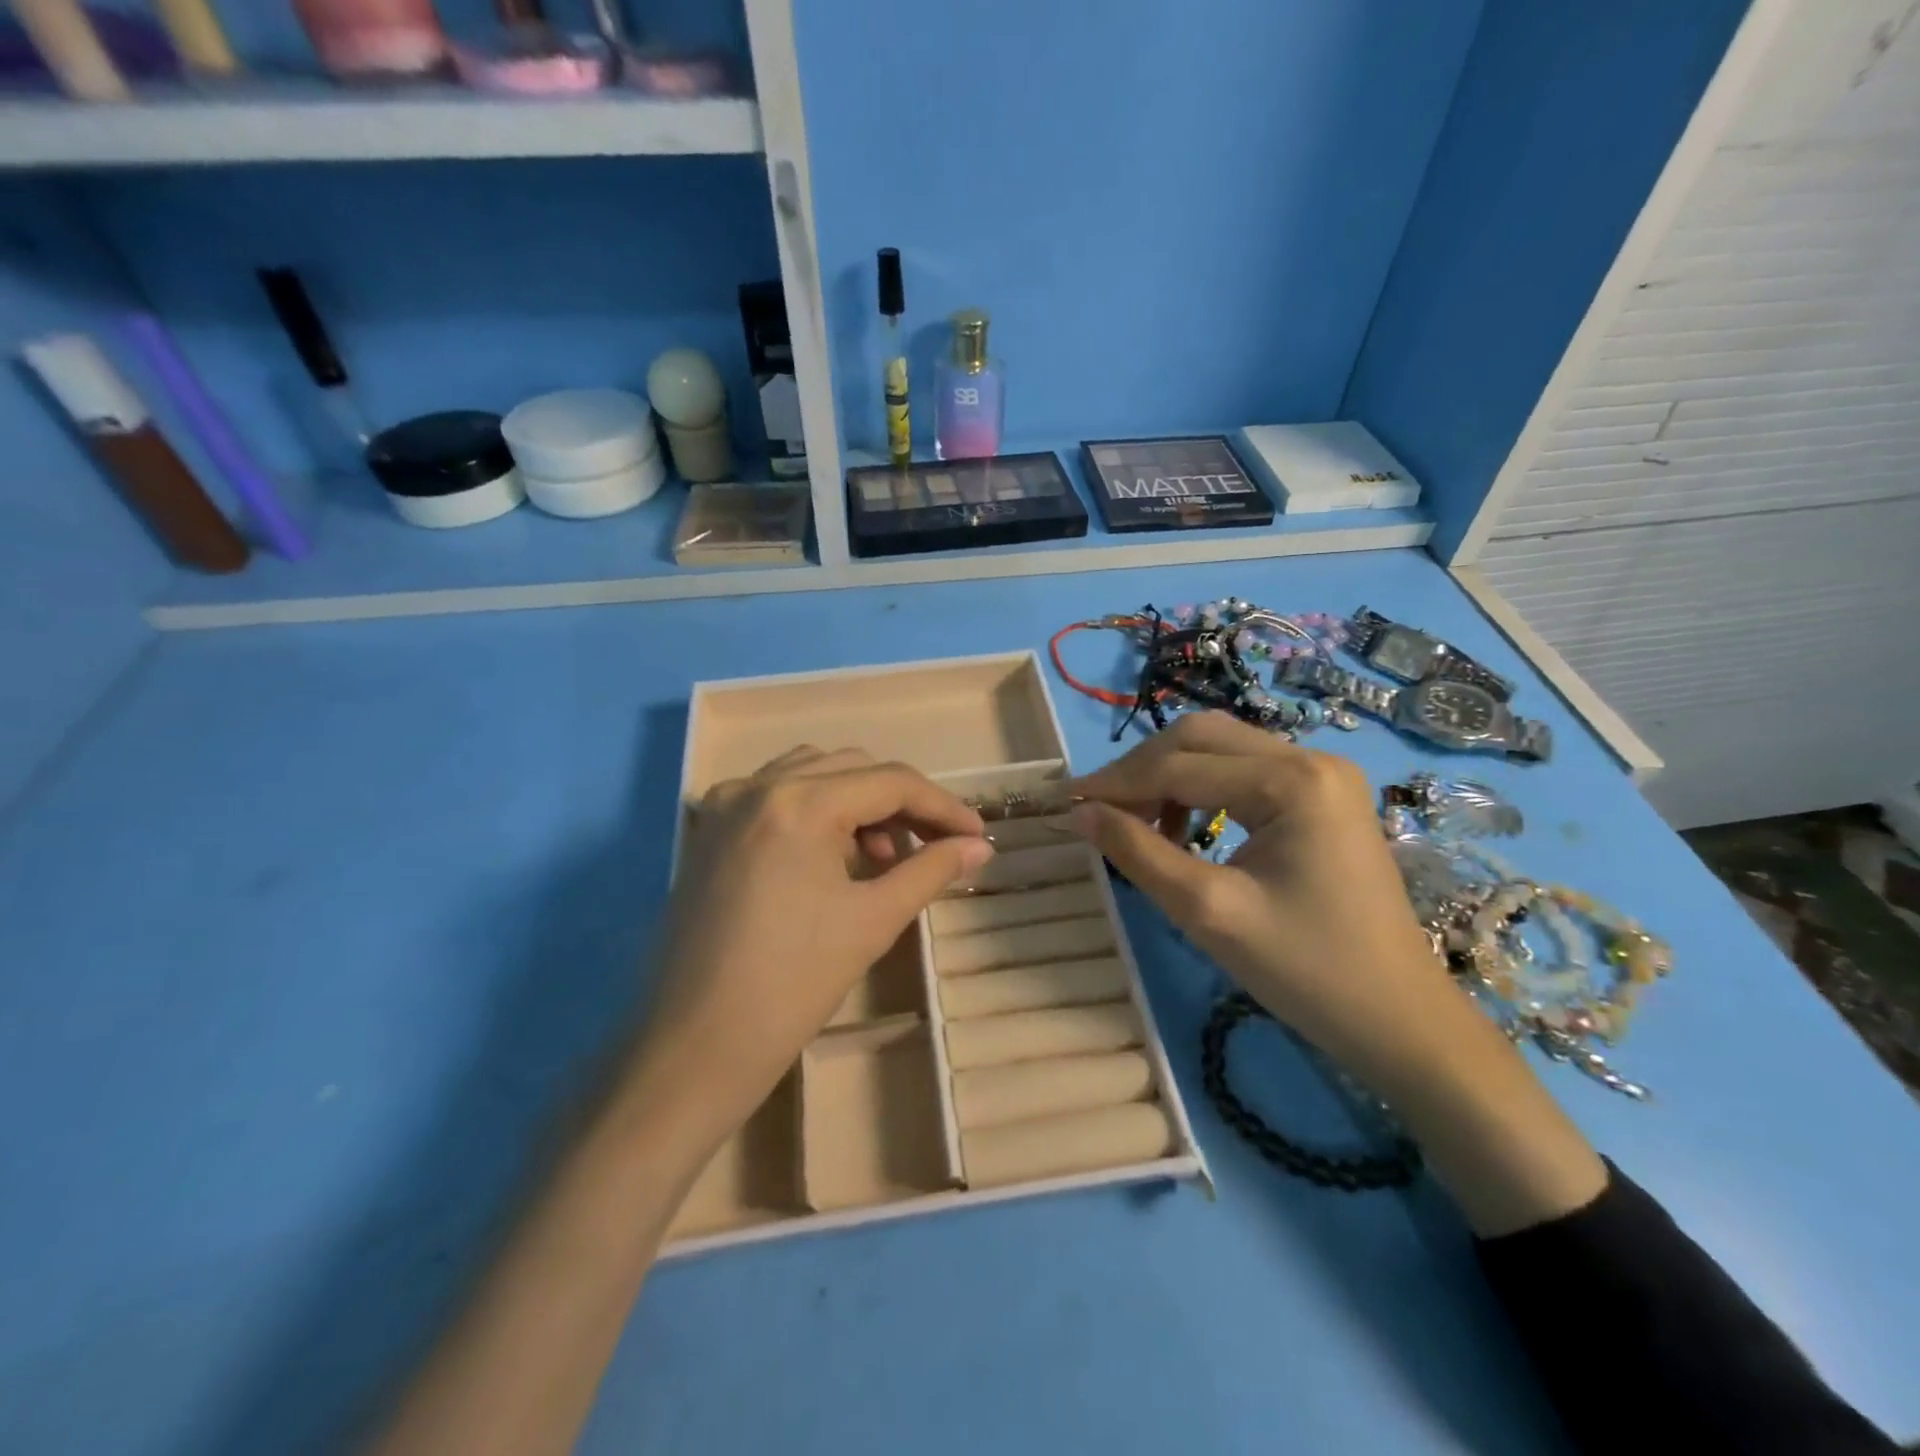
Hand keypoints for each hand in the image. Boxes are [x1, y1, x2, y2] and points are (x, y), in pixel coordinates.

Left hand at [617, 747, 992, 1163]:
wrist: (695, 1048)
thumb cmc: (792, 985)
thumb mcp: (872, 921)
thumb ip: (931, 871)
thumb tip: (977, 848)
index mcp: (798, 802)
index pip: (890, 782)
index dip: (942, 806)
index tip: (976, 836)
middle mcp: (756, 787)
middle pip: (852, 769)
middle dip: (901, 803)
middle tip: (934, 847)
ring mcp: (725, 806)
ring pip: (812, 775)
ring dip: (858, 803)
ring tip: (882, 857)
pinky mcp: (709, 833)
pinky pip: (776, 798)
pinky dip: (817, 812)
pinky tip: (832, 858)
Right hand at [1067, 712, 1456, 1086]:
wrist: (1399, 1021)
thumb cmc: (1306, 971)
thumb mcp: (1208, 911)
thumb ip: (1138, 852)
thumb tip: (1080, 812)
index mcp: (1293, 781)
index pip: (1180, 765)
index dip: (1116, 782)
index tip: (1065, 802)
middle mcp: (1311, 759)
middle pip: (1201, 737)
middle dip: (1141, 770)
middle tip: (1099, 811)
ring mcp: (1322, 776)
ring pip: (1220, 750)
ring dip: (1169, 776)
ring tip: (1136, 824)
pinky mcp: (1322, 797)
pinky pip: (1244, 774)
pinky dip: (1201, 790)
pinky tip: (1182, 828)